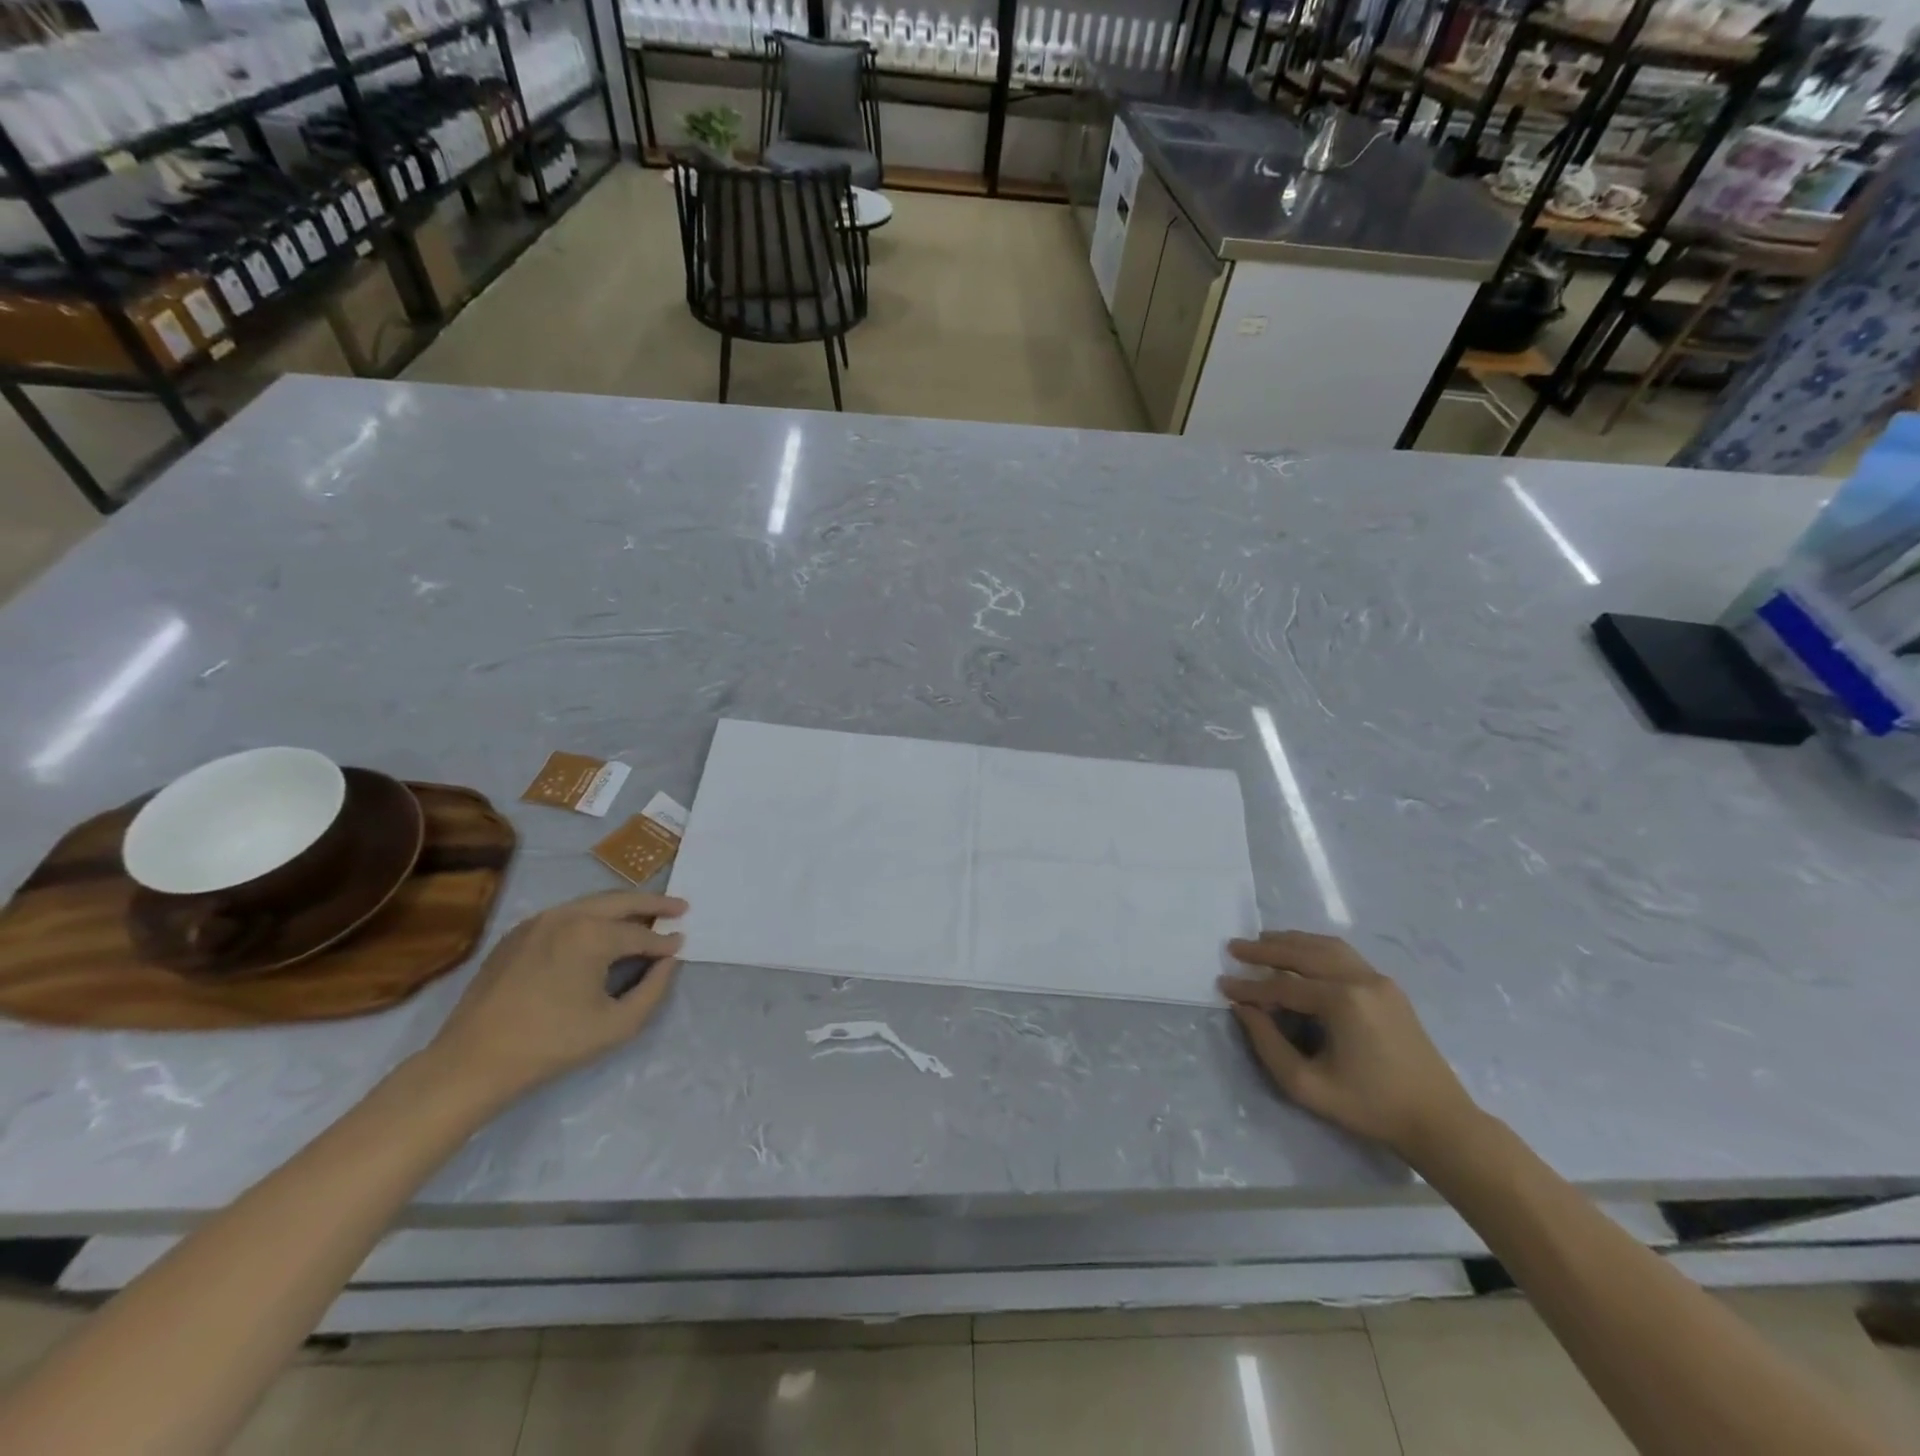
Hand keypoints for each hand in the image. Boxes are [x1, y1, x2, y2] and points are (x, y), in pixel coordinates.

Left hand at [427, 890, 686, 1102]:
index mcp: (592, 935)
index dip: (665, 942)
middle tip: (680, 906)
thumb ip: (653, 990)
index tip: (682, 944)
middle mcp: (567, 916)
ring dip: (623, 907)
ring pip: (592, 903)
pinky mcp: (517, 934)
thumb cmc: (551, 1045)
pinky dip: (592, 917)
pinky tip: (601, 932)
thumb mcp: (617, 1025)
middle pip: (620, 901)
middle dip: (653, 903)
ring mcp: (537, 921)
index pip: (641, 934)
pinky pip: (566, 915)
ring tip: (646, 914)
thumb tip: (668, 962)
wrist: (472, 1062)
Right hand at [1219, 931, 1480, 1167]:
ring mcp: (1379, 980)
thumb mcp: (1308, 1085)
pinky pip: (1345, 955)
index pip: (1283, 985)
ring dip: (1291, 942)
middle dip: (1265, 949)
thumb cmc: (1370, 1107)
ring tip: (1262, 941)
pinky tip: (1301, 952)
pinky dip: (1316, 948)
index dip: (1249, 986)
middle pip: (1303, 953)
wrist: (1439, 1121)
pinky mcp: (1389, 987)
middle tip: (1234, 947)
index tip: (1222, 984)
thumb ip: (1268, 1044)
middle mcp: (1360, 979)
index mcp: (1342, 1002)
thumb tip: (1244, 1009)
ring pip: (1326, 947)